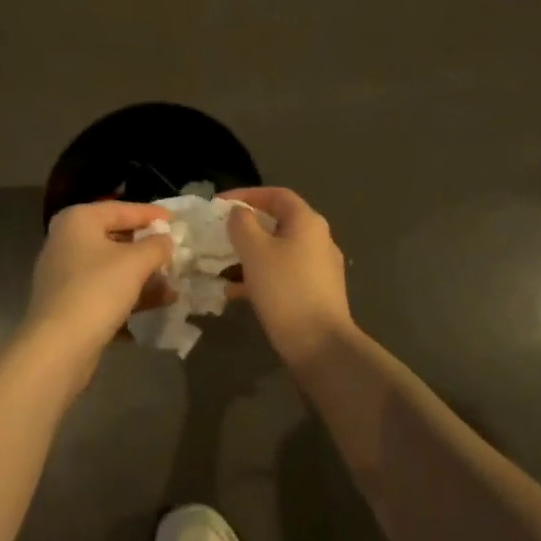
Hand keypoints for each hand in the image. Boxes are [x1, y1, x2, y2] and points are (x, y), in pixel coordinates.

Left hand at [24, 201, 172, 376]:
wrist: (58, 346)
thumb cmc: (97, 290)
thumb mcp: (136, 262)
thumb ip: (156, 245)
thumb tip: (166, 240)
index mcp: (78, 220)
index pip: (122, 209)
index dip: (151, 214)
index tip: (176, 222)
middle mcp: (67, 240)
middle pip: (116, 237)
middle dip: (148, 248)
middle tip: (175, 252)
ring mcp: (65, 273)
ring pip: (112, 267)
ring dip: (143, 275)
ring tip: (174, 283)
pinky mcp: (68, 302)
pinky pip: (105, 289)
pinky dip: (129, 293)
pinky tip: (158, 304)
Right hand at [224, 187, 355, 361]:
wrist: (321, 345)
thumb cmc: (285, 289)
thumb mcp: (255, 251)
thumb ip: (243, 224)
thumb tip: (240, 213)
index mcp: (307, 222)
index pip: (276, 195)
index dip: (246, 194)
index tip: (219, 205)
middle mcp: (318, 239)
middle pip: (278, 222)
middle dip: (246, 227)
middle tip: (220, 235)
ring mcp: (320, 267)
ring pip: (279, 250)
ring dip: (250, 254)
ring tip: (222, 265)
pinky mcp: (317, 292)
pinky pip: (284, 273)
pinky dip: (261, 275)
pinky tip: (237, 293)